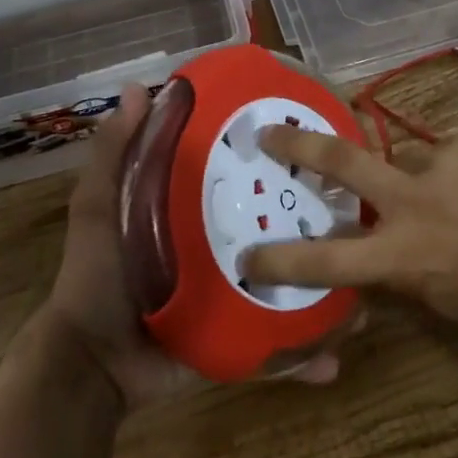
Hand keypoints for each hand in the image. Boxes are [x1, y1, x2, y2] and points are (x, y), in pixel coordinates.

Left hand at [40, 84, 343, 408]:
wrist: (91, 370)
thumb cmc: (96, 278)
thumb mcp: (99, 208)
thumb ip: (114, 154)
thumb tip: (137, 88)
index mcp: (194, 209)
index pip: (242, 174)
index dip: (272, 157)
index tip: (310, 136)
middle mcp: (222, 245)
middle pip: (274, 226)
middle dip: (315, 222)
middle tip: (358, 210)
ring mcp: (234, 292)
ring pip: (289, 282)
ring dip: (325, 286)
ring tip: (366, 286)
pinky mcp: (237, 334)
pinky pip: (276, 339)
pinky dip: (306, 354)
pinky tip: (336, 357)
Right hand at [242, 126, 457, 328]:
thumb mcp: (443, 302)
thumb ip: (399, 274)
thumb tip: (369, 258)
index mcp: (402, 255)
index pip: (326, 259)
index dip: (282, 259)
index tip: (248, 255)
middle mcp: (412, 201)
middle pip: (341, 164)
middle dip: (298, 146)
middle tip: (271, 132)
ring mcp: (443, 163)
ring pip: (408, 160)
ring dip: (420, 178)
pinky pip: (450, 154)